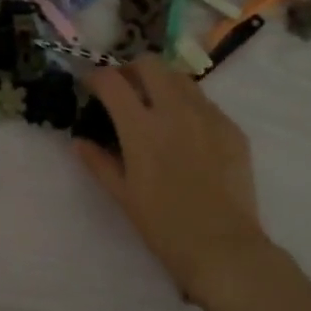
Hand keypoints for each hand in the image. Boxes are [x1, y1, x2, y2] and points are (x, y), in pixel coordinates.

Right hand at [75, 60, 268, 299]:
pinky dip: (188, 106)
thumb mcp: (122, 195)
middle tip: (125, 90)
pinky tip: (186, 133)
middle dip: (131, 69)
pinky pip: (205, 103)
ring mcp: (208, 116)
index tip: (91, 85)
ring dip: (161, 83)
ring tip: (156, 107)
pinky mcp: (231, 128)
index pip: (112, 81)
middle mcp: (175, 111)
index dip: (96, 77)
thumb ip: (98, 162)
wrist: (222, 246)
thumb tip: (79, 141)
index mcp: (141, 128)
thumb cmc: (163, 225)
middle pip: (150, 64)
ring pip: (181, 78)